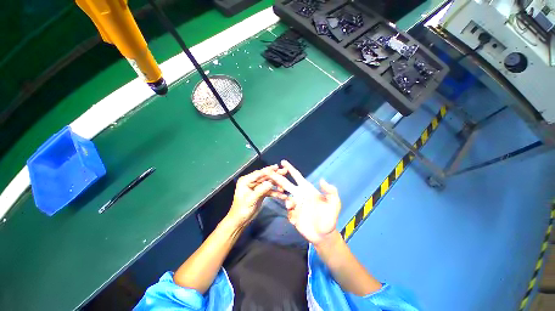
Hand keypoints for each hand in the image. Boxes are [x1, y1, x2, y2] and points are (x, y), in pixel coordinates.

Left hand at [227, 165, 287, 227]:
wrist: (240, 221)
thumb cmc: (242, 210)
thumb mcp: (251, 200)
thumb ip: (260, 191)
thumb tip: (270, 183)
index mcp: (246, 181)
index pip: (259, 173)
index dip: (268, 170)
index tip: (278, 167)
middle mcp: (251, 182)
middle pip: (265, 177)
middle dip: (275, 175)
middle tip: (285, 171)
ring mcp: (256, 187)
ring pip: (268, 183)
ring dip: (277, 184)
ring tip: (286, 183)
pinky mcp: (261, 192)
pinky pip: (269, 190)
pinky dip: (275, 192)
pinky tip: (282, 195)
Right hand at [267, 160, 340, 244]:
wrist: (324, 235)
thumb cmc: (329, 218)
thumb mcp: (334, 204)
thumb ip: (330, 191)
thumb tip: (322, 179)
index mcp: (307, 189)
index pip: (297, 176)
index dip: (290, 168)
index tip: (282, 162)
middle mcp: (299, 194)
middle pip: (285, 183)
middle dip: (277, 177)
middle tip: (268, 172)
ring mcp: (295, 205)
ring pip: (284, 198)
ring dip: (285, 199)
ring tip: (292, 205)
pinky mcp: (292, 215)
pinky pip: (288, 211)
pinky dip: (290, 213)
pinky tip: (297, 219)